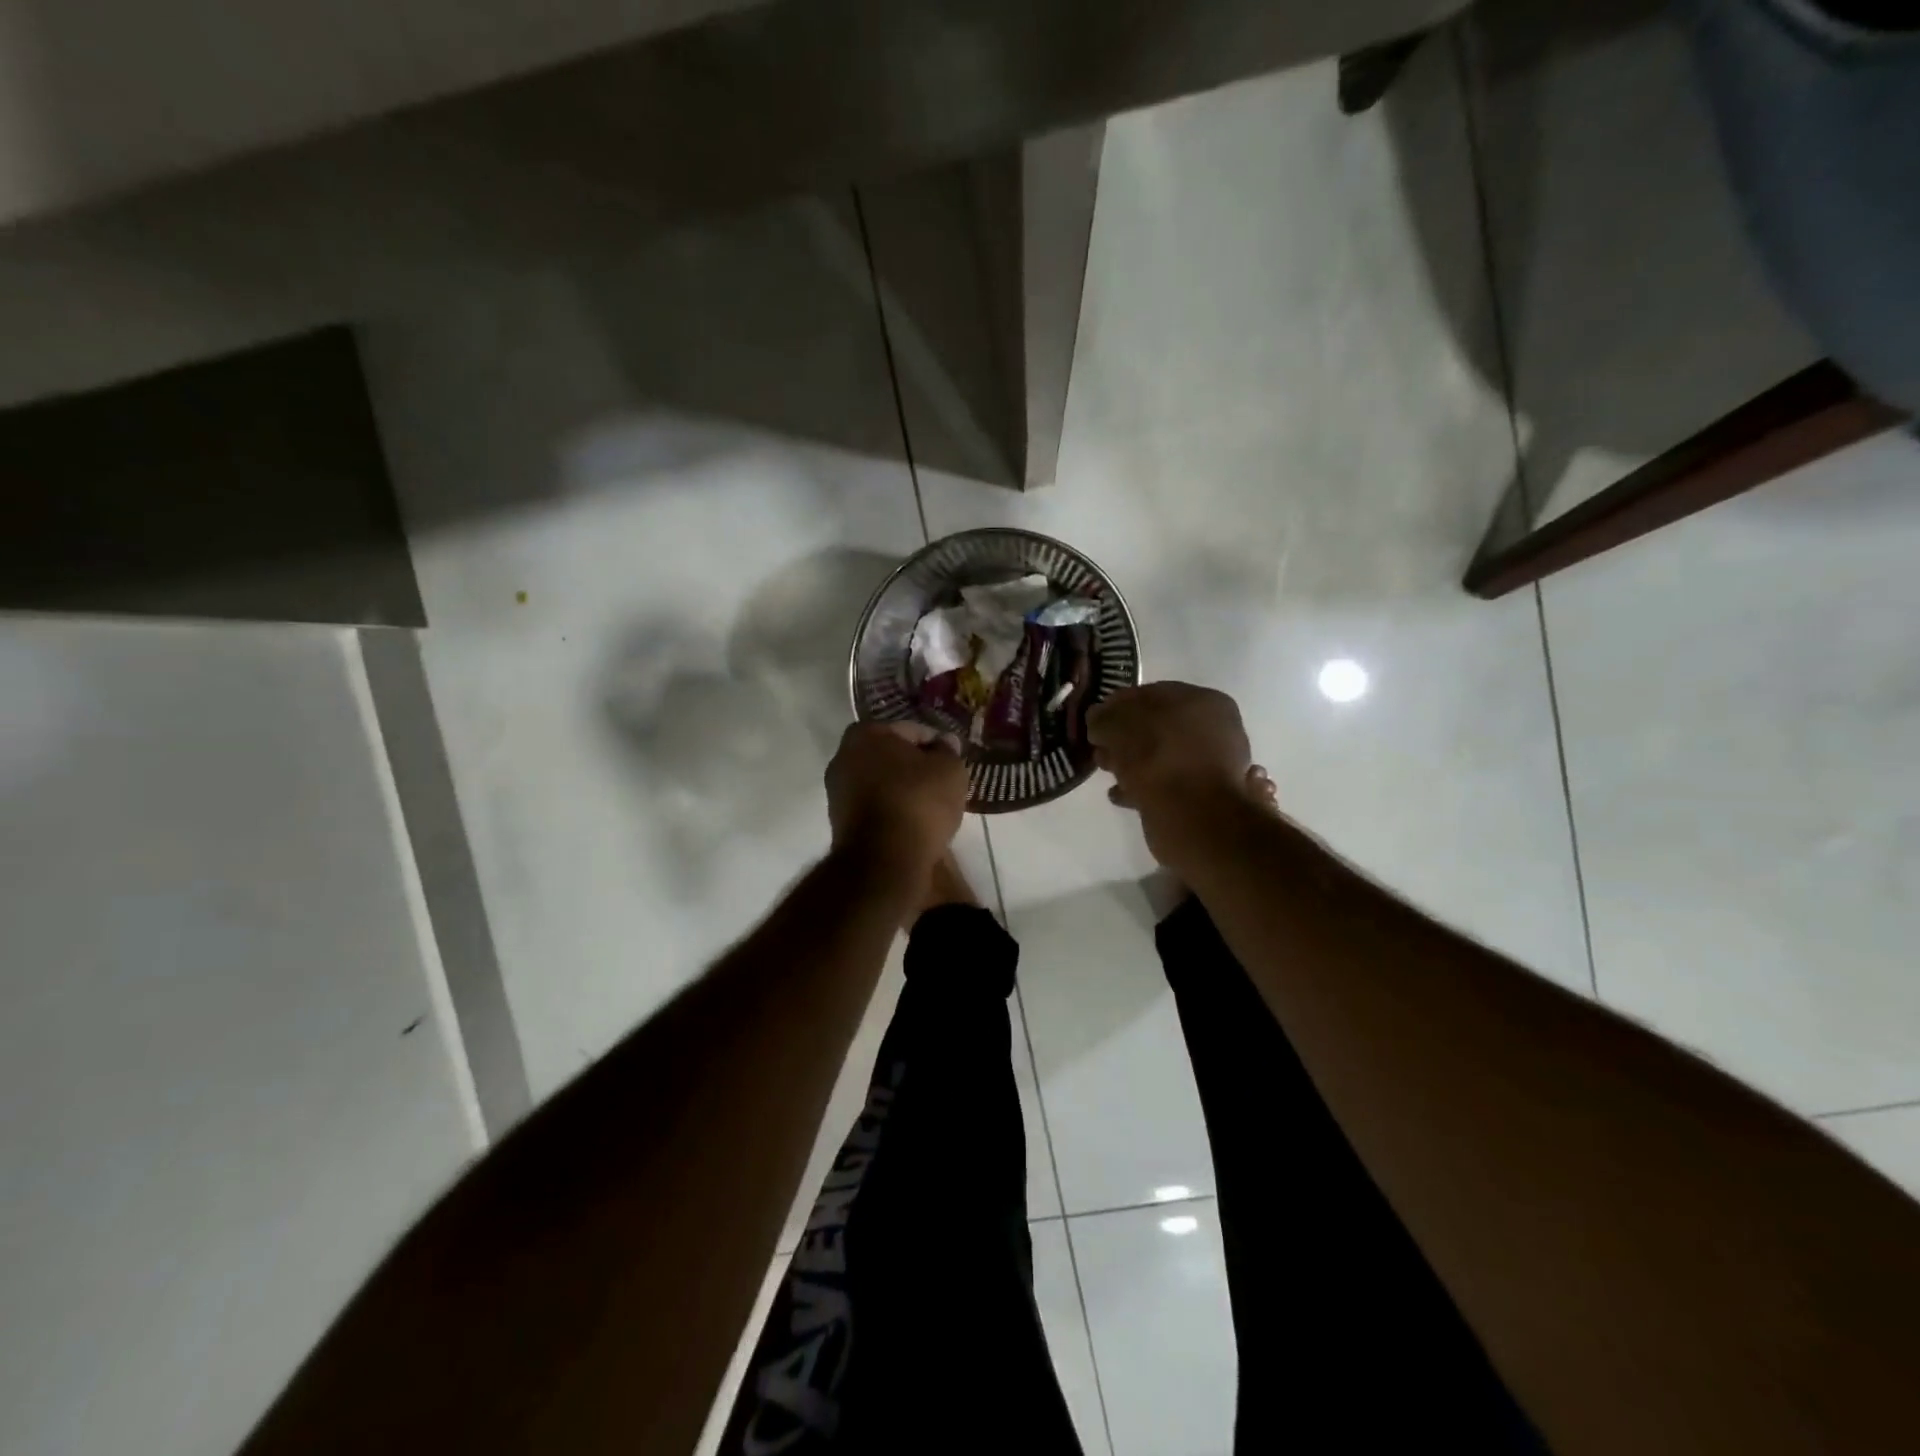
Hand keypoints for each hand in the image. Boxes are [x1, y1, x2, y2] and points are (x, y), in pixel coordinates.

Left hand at [826, 722, 967, 874]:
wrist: (884, 860)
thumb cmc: (918, 802)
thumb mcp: (950, 770)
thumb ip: (948, 751)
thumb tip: (945, 743)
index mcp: (866, 733)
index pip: (912, 730)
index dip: (937, 745)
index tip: (953, 762)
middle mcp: (843, 756)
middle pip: (892, 756)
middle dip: (916, 767)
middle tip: (943, 783)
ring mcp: (837, 790)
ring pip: (882, 782)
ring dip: (904, 790)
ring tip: (931, 807)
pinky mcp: (840, 822)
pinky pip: (876, 807)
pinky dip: (893, 810)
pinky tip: (913, 823)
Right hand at [1088, 682, 1252, 869]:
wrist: (1191, 815)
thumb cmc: (1155, 757)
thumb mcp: (1116, 726)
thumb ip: (1103, 718)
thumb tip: (1098, 720)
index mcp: (1202, 700)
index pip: (1152, 694)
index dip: (1119, 706)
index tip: (1095, 723)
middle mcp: (1215, 729)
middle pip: (1158, 727)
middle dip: (1126, 738)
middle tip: (1100, 750)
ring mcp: (1213, 766)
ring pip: (1162, 757)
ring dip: (1133, 763)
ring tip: (1108, 774)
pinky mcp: (1205, 797)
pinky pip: (1165, 784)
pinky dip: (1143, 787)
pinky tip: (1121, 795)